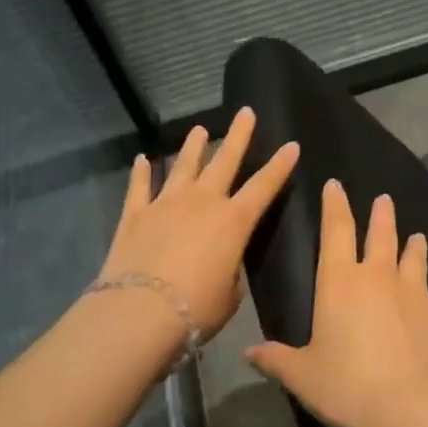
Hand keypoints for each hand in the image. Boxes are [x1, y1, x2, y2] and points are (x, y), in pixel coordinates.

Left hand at [98, 107, 299, 336]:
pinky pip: (139, 187)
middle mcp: (203, 202)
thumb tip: (222, 263)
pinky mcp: (135, 215)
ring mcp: (166, 204)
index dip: (280, 165)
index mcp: (234, 221)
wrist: (139, 313)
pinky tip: (143, 160)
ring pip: (183, 166)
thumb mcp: (230, 293)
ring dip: (193, 147)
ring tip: (199, 130)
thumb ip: (231, 271)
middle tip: (245, 113)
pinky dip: (141, 172)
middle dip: (238, 135)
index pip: (265, 185)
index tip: (292, 145)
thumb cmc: (196, 308)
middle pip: (224, 160)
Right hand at [246, 180, 427, 426]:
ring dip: (415, 245)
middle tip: (384, 200)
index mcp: (339, 282)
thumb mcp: (302, 376)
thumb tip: (249, 352)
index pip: (336, 231)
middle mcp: (377, 275)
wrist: (406, 405)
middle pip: (380, 235)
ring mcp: (414, 290)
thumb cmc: (345, 386)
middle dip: (381, 216)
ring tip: (417, 236)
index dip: (335, 205)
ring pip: (415, 257)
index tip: (336, 185)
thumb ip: (276, 359)